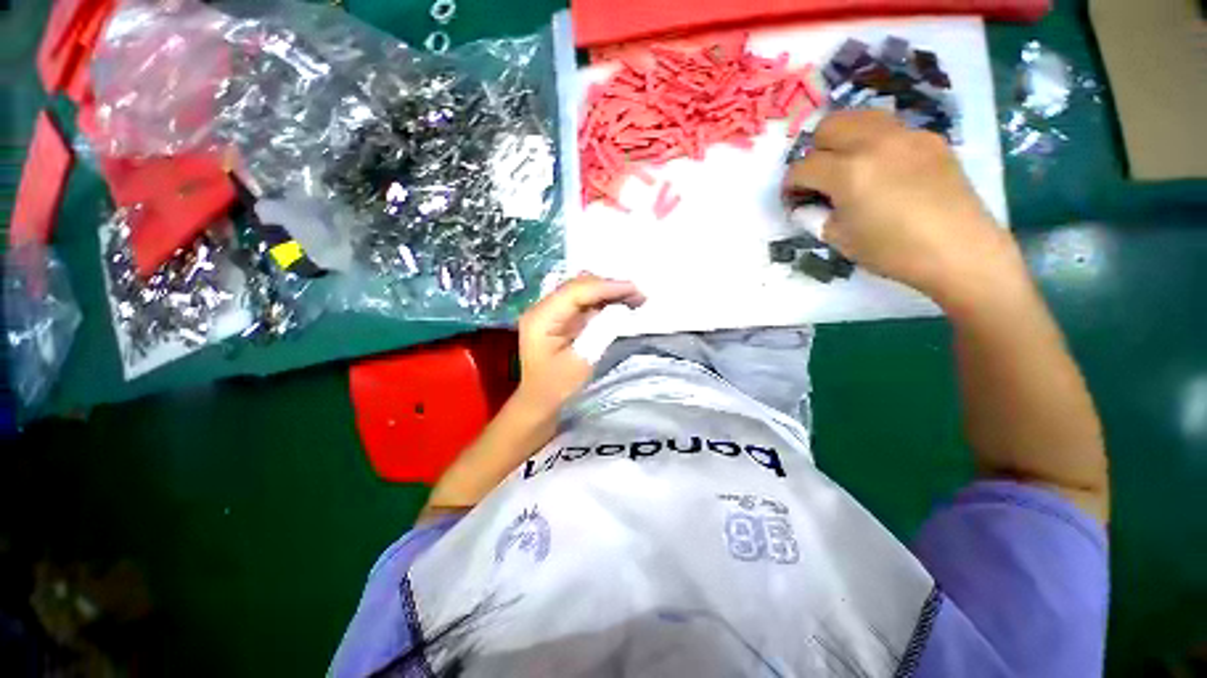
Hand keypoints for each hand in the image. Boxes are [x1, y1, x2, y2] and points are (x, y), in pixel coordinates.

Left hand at [515, 274, 645, 413]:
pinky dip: (603, 301)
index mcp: (541, 318)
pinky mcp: (560, 317)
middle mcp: (543, 308)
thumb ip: (600, 331)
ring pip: (582, 291)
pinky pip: (583, 302)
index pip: (576, 291)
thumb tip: (621, 308)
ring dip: (608, 292)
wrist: (539, 402)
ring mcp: (551, 311)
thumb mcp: (582, 361)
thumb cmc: (557, 387)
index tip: (634, 289)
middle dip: (610, 286)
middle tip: (639, 294)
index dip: (606, 287)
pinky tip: (621, 303)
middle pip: (578, 286)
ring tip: (635, 298)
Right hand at [784, 110, 1023, 305]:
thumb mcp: (840, 239)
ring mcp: (906, 135)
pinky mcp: (929, 138)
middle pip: (829, 126)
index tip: (793, 199)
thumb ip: (815, 216)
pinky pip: (890, 128)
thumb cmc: (893, 251)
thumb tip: (804, 206)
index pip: (803, 167)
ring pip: (861, 117)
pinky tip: (882, 169)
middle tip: (819, 177)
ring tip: (847, 166)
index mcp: (849, 172)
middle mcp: (875, 143)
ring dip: (844, 138)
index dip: (791, 184)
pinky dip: (874, 143)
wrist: (959, 250)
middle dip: (815, 151)